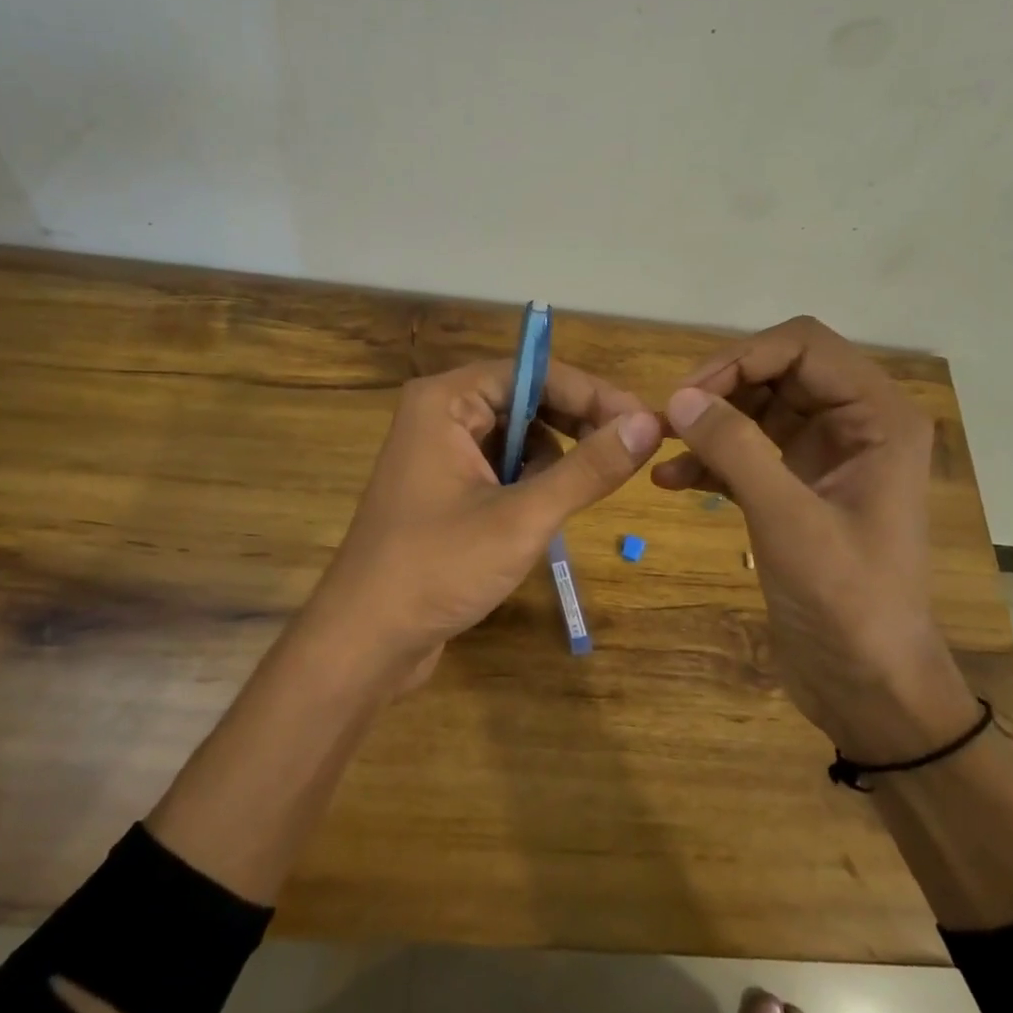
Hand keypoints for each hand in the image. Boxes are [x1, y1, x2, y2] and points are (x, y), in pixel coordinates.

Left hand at [301, 358, 662, 689]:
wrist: (365, 640)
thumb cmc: (438, 568)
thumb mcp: (522, 517)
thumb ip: (587, 468)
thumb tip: (648, 424)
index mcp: (446, 401)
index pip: (533, 372)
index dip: (592, 394)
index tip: (644, 421)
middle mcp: (440, 415)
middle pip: (526, 399)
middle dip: (576, 425)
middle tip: (629, 453)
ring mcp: (439, 453)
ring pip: (518, 436)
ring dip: (554, 459)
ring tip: (577, 495)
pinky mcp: (444, 489)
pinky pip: (501, 467)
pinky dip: (530, 483)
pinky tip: (541, 516)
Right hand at [653, 317, 975, 757]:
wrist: (869, 687)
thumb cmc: (847, 603)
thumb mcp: (789, 521)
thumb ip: (736, 449)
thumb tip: (680, 397)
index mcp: (878, 417)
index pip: (804, 345)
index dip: (743, 357)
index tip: (689, 393)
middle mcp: (855, 425)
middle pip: (777, 371)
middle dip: (721, 388)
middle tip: (668, 418)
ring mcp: (824, 457)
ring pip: (757, 409)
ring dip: (709, 422)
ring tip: (660, 445)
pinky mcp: (796, 489)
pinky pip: (748, 451)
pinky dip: (710, 459)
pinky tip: (670, 481)